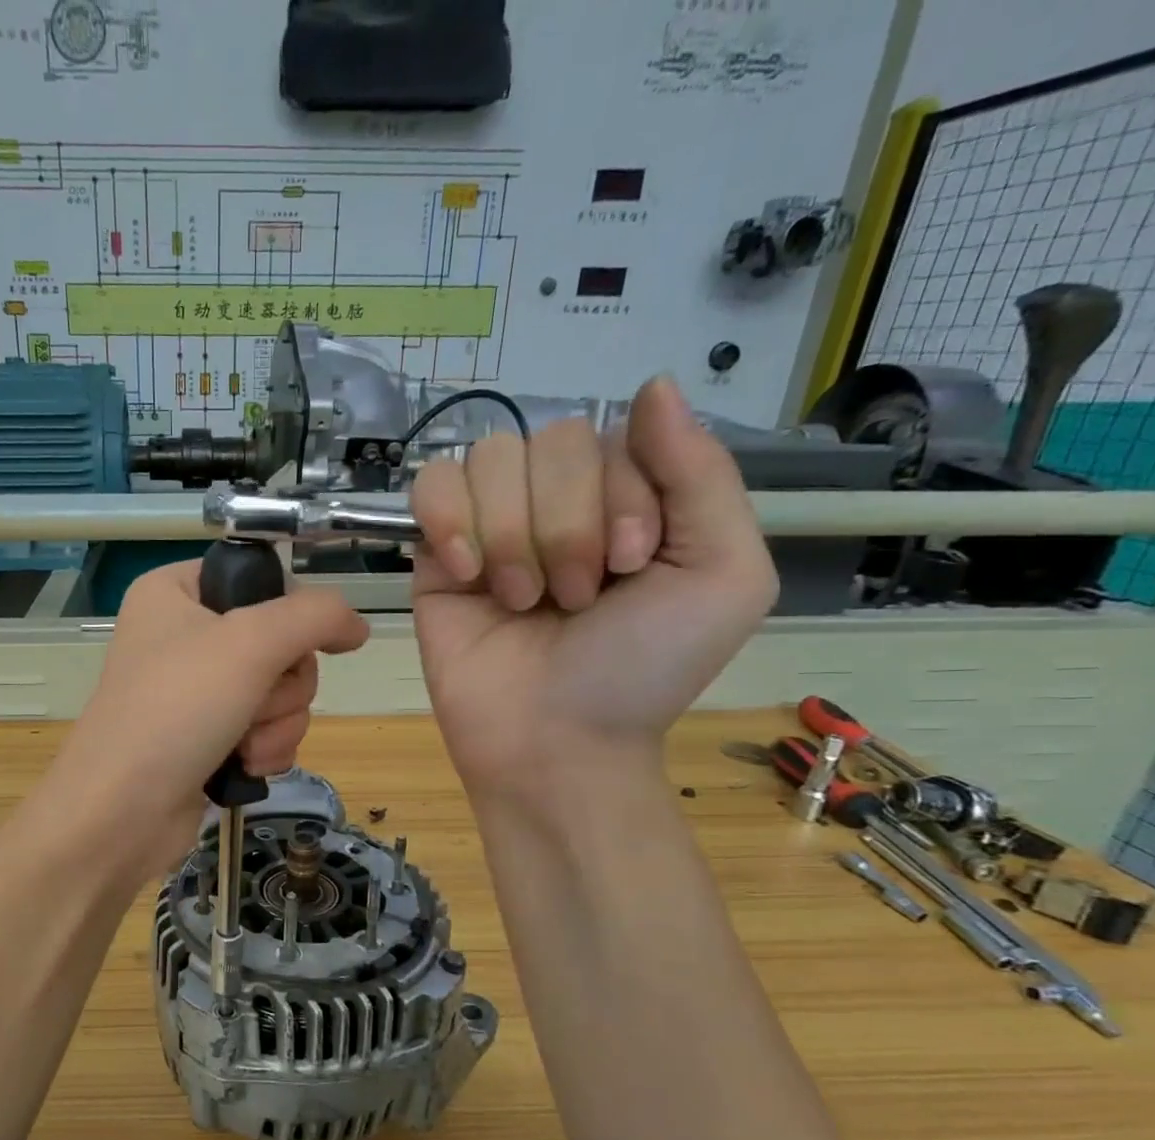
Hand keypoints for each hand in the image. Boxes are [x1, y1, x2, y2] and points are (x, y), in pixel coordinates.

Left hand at [44, 560, 368, 878]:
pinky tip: (245, 766)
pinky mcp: (206, 738)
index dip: (286, 614)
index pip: (260, 579)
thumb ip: (315, 617)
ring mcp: (195, 691)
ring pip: (280, 692)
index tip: (286, 645)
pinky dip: (265, 748)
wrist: (121, 812)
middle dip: (281, 686)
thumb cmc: (176, 710)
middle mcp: (183, 635)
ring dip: (277, 723)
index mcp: (175, 593)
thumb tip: (358, 625)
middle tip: (252, 704)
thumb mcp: (250, 643)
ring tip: (244, 745)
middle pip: (279, 643)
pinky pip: (266, 728)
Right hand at [411, 375, 776, 799]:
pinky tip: (467, 574)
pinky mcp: (435, 555)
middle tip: (574, 600)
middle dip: (567, 526)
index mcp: (630, 499)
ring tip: (522, 601)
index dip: (620, 495)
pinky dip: (450, 521)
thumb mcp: (722, 574)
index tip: (628, 568)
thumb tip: (654, 384)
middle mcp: (559, 503)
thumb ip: (702, 474)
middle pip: (550, 441)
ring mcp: (492, 526)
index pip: (614, 435)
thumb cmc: (642, 670)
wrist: (553, 742)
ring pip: (490, 460)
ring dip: (513, 536)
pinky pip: (432, 487)